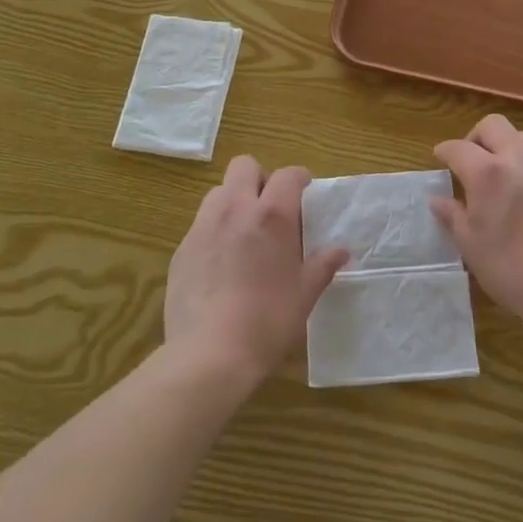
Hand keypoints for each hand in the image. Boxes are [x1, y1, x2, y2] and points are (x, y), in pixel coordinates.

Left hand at [165, 156, 347, 385]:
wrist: (209, 355)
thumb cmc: (268, 321)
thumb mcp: (305, 295)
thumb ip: (322, 266)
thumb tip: (341, 251)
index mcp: (271, 216)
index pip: (288, 174)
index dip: (299, 178)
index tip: (305, 193)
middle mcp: (235, 210)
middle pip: (244, 166)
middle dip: (260, 178)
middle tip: (271, 209)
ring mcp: (203, 227)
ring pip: (218, 191)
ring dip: (234, 201)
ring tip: (244, 234)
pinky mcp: (181, 250)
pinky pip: (200, 225)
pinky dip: (214, 231)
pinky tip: (221, 266)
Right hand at [432, 115, 522, 326]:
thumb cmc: (510, 268)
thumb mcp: (471, 245)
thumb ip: (453, 216)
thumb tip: (438, 200)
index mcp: (488, 172)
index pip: (458, 148)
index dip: (444, 151)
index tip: (439, 158)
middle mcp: (519, 160)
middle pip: (494, 126)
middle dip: (476, 137)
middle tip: (471, 162)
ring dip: (506, 148)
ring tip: (502, 176)